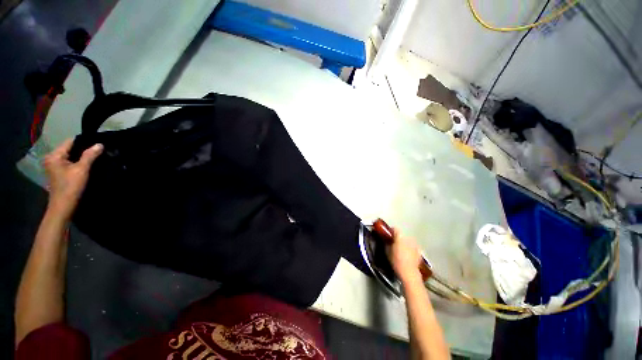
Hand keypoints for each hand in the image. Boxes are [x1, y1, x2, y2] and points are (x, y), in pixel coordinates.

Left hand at [43, 139, 102, 219]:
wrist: (63, 206)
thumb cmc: (70, 187)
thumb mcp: (81, 170)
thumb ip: (90, 156)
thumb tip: (99, 144)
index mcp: (54, 155)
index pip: (71, 142)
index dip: (84, 142)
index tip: (97, 144)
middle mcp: (52, 158)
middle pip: (70, 149)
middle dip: (83, 150)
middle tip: (98, 151)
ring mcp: (53, 166)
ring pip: (70, 156)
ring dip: (81, 157)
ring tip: (94, 158)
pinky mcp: (57, 173)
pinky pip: (69, 163)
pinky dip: (77, 163)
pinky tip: (86, 166)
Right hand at [386, 229, 422, 283]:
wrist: (409, 273)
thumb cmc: (396, 261)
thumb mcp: (387, 252)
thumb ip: (387, 243)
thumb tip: (387, 241)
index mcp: (399, 237)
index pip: (395, 229)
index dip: (391, 231)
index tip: (388, 235)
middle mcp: (408, 238)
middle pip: (402, 235)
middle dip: (398, 238)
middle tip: (394, 243)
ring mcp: (415, 244)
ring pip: (408, 240)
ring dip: (405, 243)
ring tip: (401, 249)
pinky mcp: (419, 251)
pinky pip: (413, 246)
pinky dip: (410, 248)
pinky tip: (408, 254)